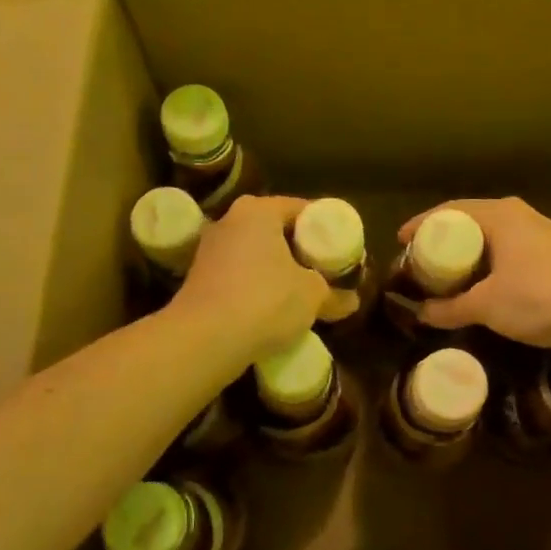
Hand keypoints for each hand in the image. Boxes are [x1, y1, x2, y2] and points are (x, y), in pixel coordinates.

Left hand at [172, 195, 328, 357]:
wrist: (204, 340)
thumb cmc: (265, 300)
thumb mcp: (313, 296)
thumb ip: (334, 294)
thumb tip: (352, 301)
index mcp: (258, 210)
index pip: (300, 209)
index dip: (324, 227)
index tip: (340, 249)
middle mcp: (229, 221)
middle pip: (275, 229)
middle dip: (300, 249)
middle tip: (324, 270)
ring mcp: (209, 250)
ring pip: (255, 254)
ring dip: (276, 270)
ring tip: (301, 292)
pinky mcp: (198, 279)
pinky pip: (238, 275)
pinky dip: (256, 286)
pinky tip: (272, 308)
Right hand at [399, 197, 550, 353]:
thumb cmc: (540, 299)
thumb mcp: (486, 306)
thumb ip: (450, 308)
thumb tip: (422, 314)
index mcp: (500, 215)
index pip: (451, 211)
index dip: (422, 224)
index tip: (401, 240)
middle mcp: (520, 216)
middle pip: (471, 221)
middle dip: (444, 240)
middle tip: (421, 260)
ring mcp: (541, 235)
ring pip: (493, 239)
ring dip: (469, 255)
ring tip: (447, 275)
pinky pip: (509, 253)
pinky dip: (489, 265)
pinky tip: (482, 286)